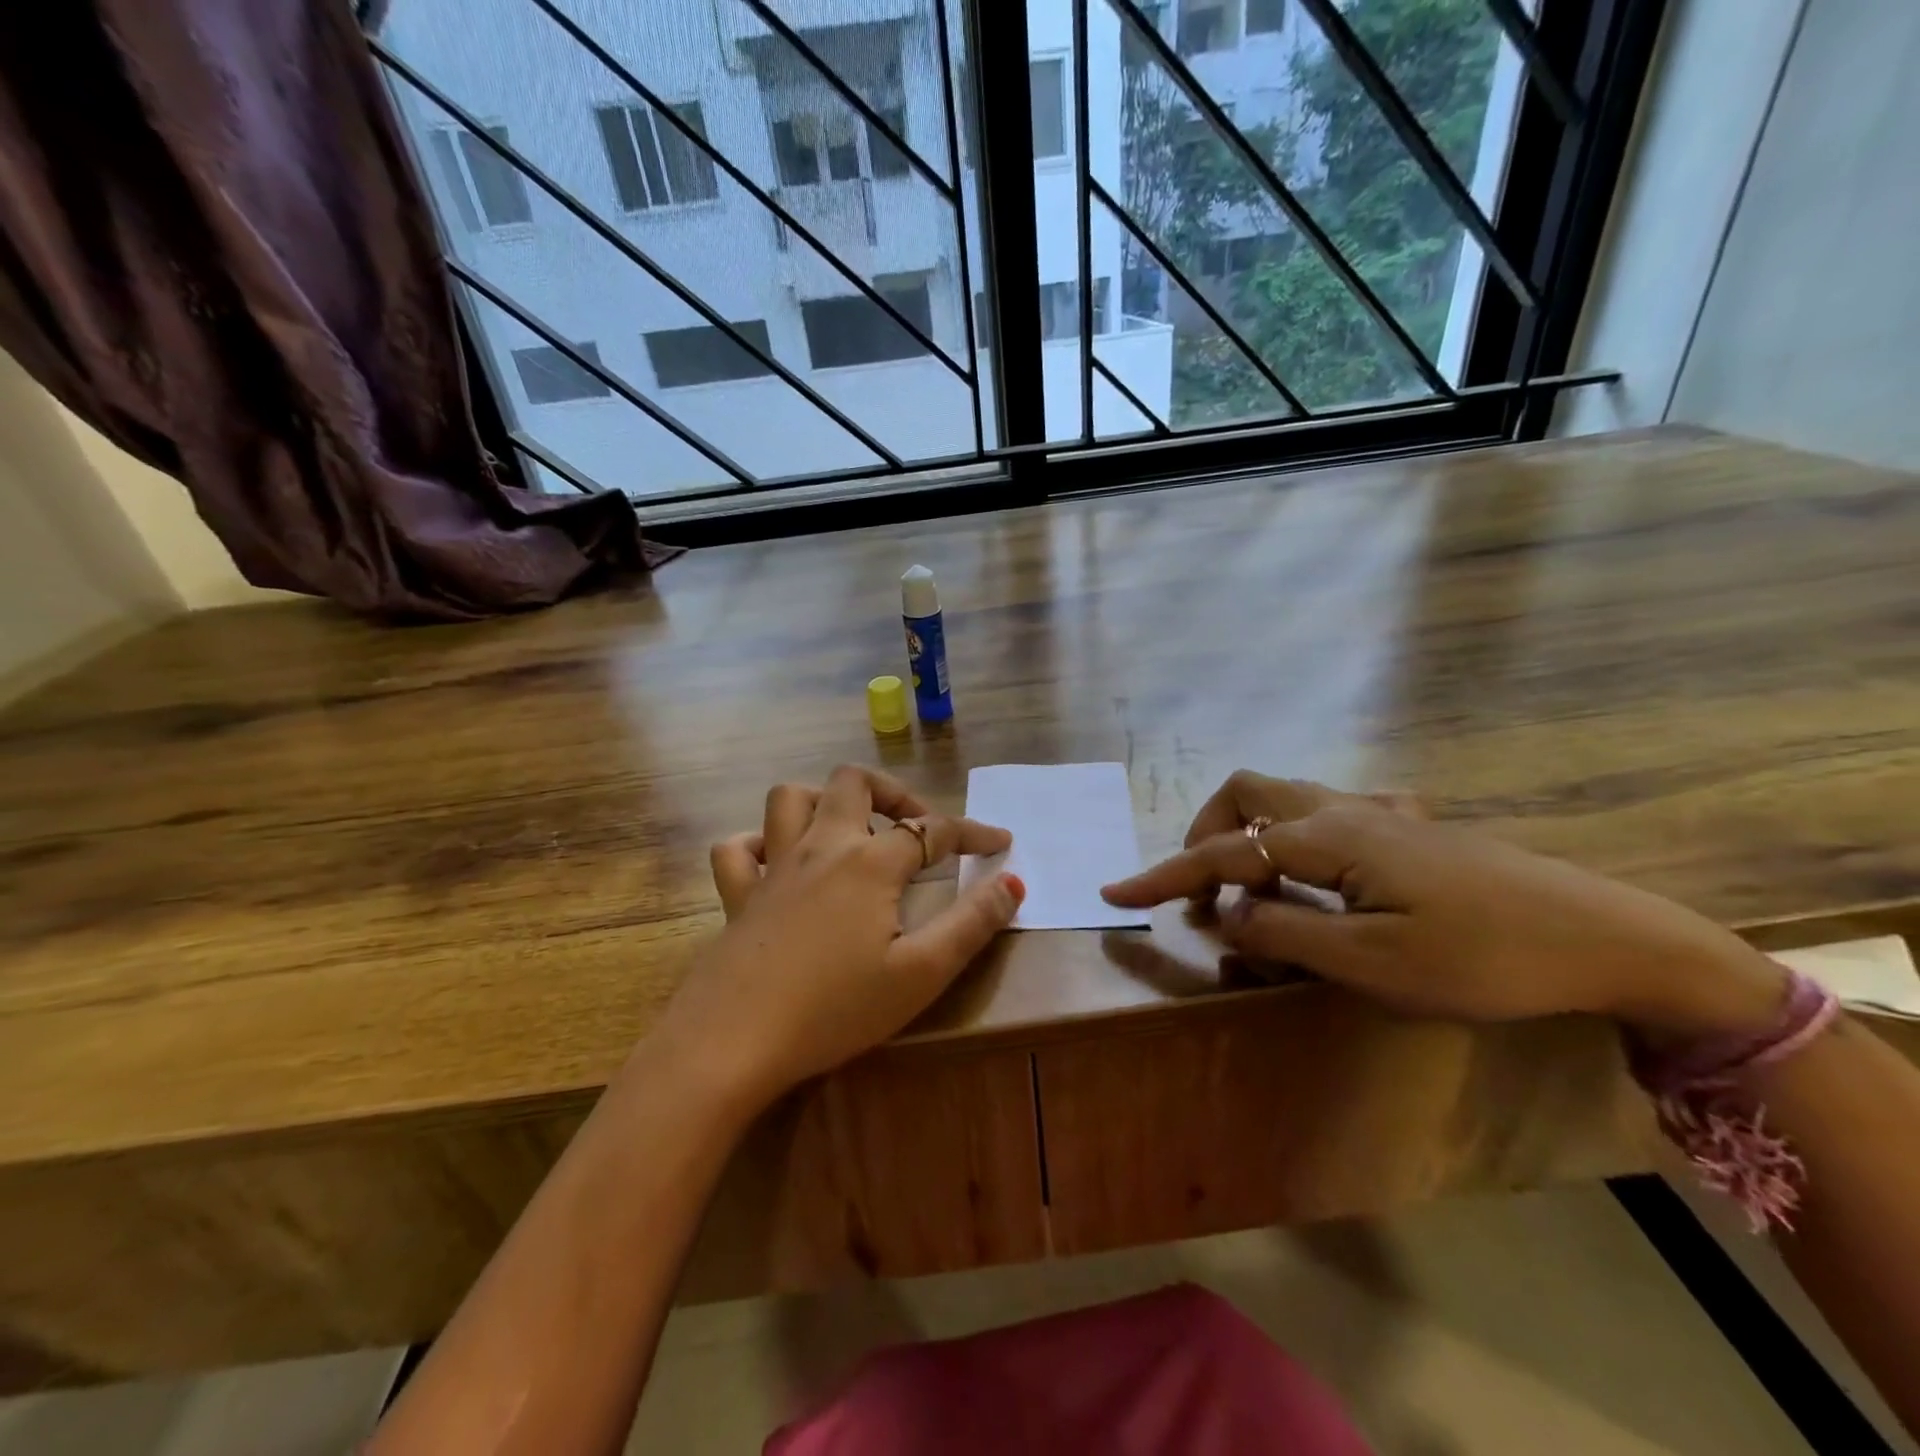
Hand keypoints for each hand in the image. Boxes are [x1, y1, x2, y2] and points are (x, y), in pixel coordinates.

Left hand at [657, 765, 1023, 1109]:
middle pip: (853, 783)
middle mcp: (821, 848)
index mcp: (869, 863)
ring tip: (850, 832)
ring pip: (790, 799)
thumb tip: (1012, 882)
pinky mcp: (737, 897)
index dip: (972, 832)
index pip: (933, 830)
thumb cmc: (835, 1009)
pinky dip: (759, 844)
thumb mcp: (921, 973)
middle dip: (893, 793)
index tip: (1000, 842)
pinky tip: (778, 864)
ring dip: (824, 801)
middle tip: (916, 827)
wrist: (732, 1042)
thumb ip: (971, 924)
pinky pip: (738, 850)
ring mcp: (773, 868)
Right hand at [1101, 770, 1784, 1035]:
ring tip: (1260, 895)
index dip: (1165, 875)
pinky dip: (1301, 840)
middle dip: (1207, 833)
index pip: (1223, 853)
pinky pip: (1333, 813)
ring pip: (1287, 798)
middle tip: (1205, 889)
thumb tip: (1224, 915)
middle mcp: (1344, 810)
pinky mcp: (1411, 827)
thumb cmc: (1484, 958)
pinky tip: (1327, 878)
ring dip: (1253, 836)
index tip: (1115, 893)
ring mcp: (1381, 813)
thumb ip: (1284, 933)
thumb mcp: (1372, 963)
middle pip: (1247, 792)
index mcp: (1327, 838)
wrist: (1607, 937)